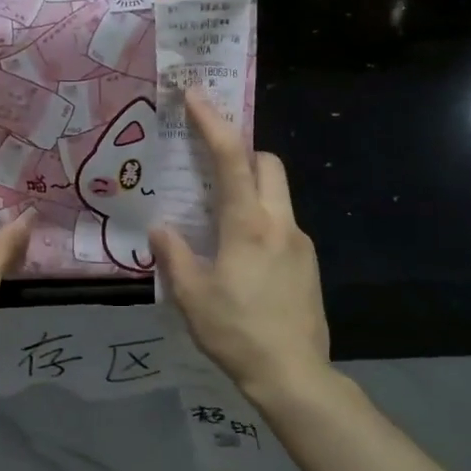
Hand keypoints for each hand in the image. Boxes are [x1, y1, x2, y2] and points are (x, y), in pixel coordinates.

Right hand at [150, 90, 331, 406]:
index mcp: (248, 225)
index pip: (231, 159)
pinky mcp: (308, 263)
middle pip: (268, 164)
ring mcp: (300, 242)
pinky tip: (241, 254)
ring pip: (279, 193)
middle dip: (241, 151)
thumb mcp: (191, 296)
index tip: (196, 95)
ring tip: (219, 214)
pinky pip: (282, 222)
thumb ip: (174, 255)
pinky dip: (261, 218)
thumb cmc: (236, 333)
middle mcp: (280, 223)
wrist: (295, 375)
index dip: (212, 123)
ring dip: (251, 187)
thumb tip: (161, 228)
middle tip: (209, 164)